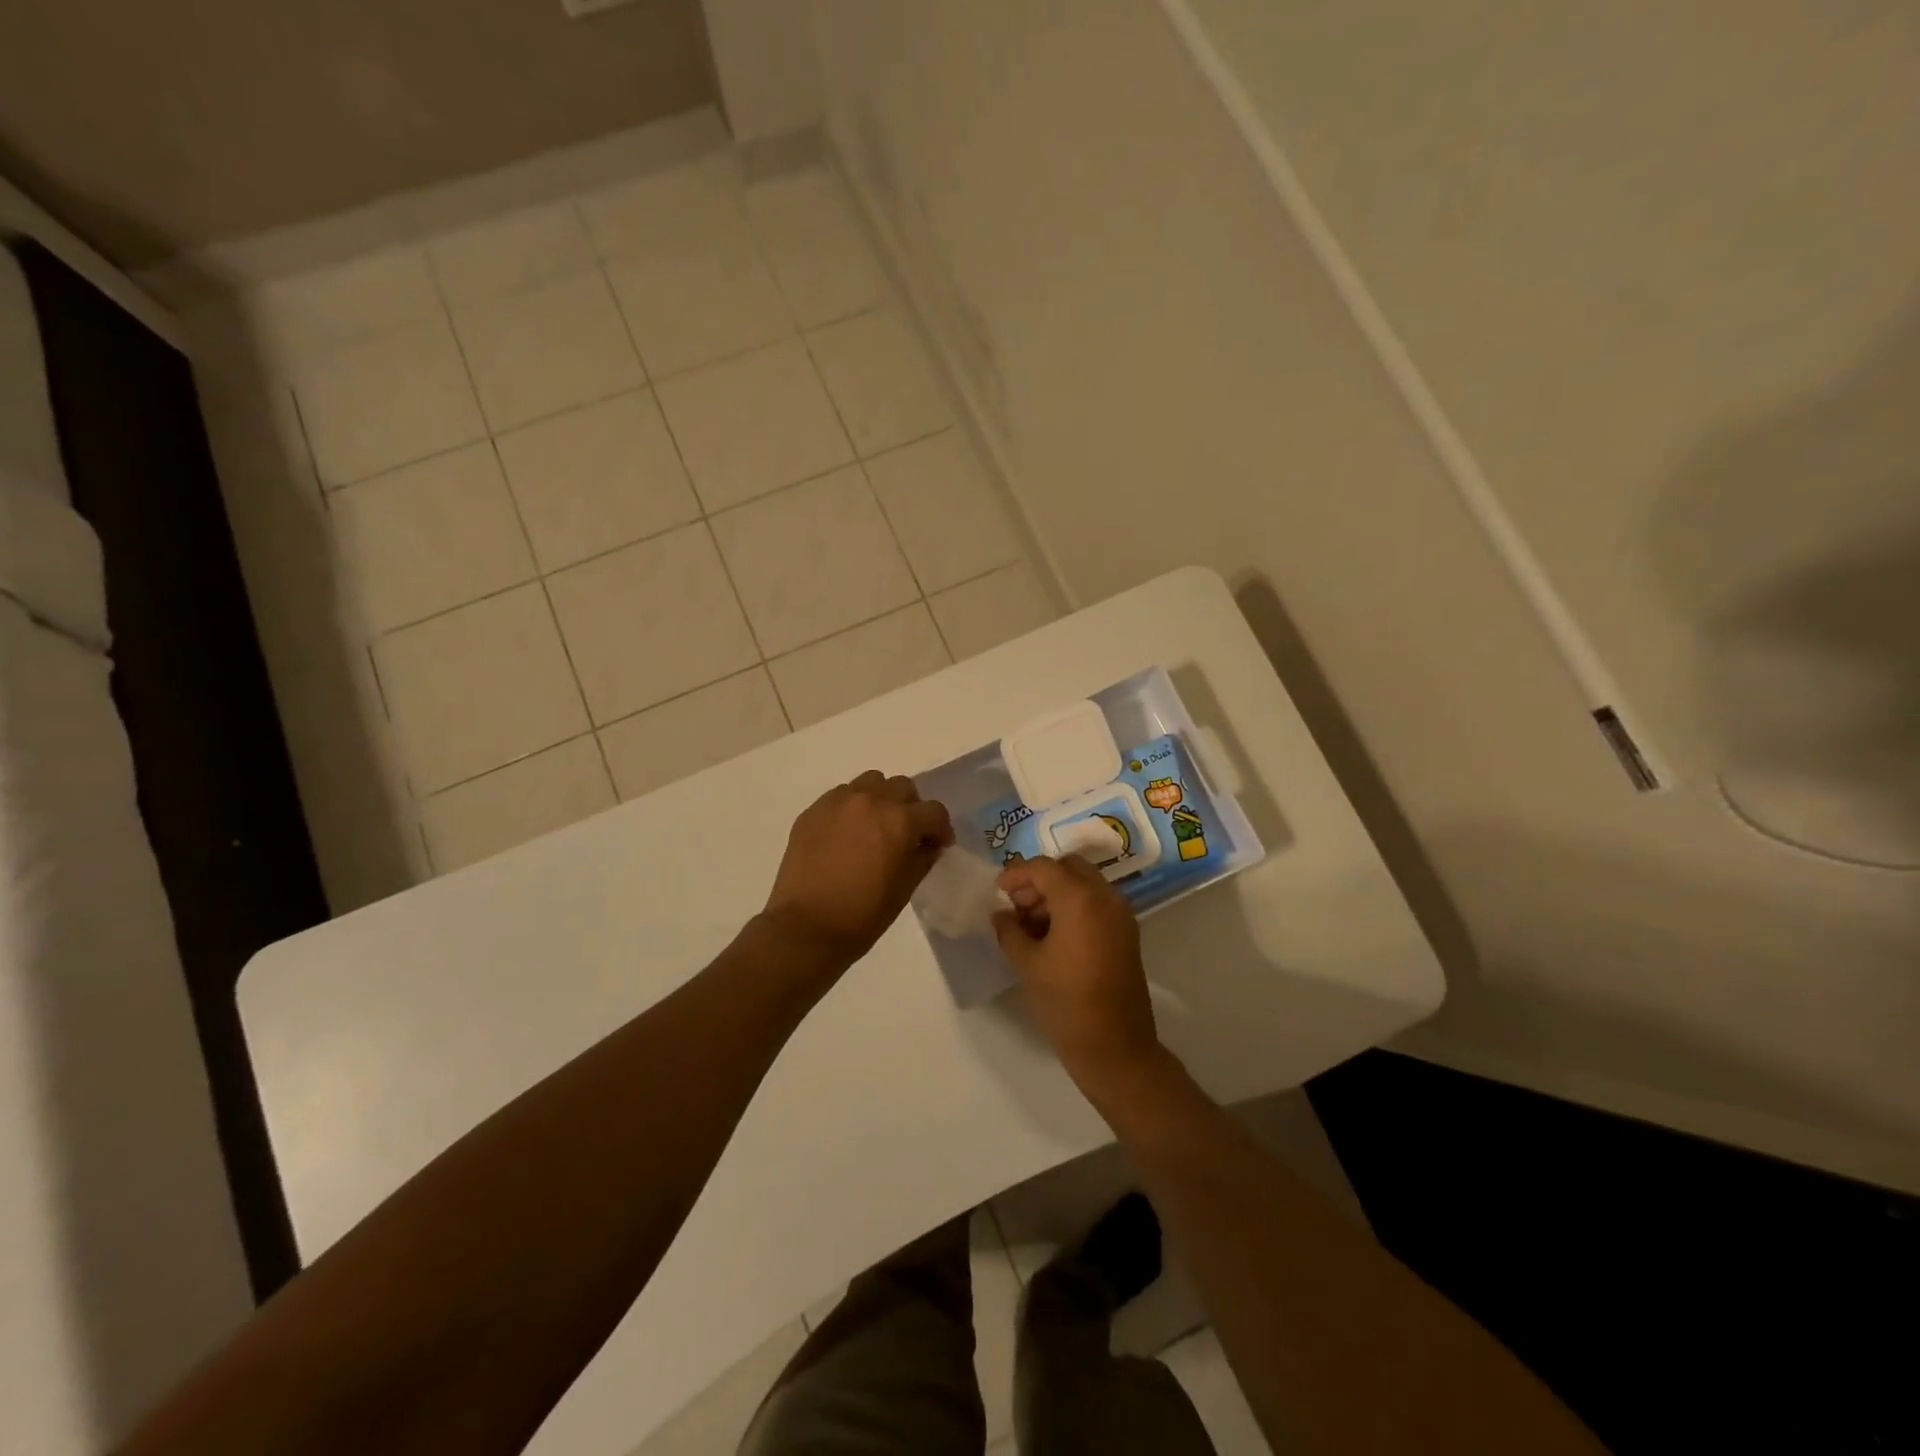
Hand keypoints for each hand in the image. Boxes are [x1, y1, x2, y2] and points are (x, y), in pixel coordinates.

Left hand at [763, 771, 954, 968]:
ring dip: (881, 799)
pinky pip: (841, 796)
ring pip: (871, 782)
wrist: (806, 927)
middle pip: (903, 787)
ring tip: (874, 826)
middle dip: (911, 808)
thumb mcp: (905, 888)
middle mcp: (871, 800)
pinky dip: (851, 807)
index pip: (934, 811)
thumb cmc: (863, 915)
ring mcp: (839, 801)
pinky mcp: (813, 810)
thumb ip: (923, 857)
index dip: (940, 829)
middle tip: (905, 833)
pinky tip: (846, 834)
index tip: (936, 845)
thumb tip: (927, 844)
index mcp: (900, 821)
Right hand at [992, 856, 1163, 1093]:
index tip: (998, 891)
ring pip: (1085, 884)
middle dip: (1040, 879)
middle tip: (1017, 904)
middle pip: (1069, 868)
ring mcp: (1121, 915)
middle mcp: (1105, 897)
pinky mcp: (1127, 933)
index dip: (1016, 874)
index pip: (1044, 868)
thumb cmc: (1065, 1002)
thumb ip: (1009, 930)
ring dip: (1058, 892)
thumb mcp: (1027, 963)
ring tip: (1031, 924)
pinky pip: (1097, 903)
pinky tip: (1054, 935)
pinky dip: (1075, 906)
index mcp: (1079, 899)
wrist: (1114, 1047)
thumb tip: (1001, 914)